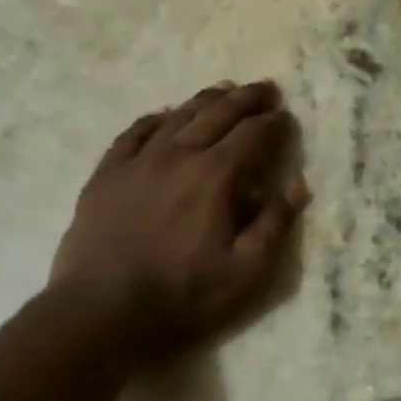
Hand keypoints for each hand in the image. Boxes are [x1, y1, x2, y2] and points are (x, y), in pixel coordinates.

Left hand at [49, 81, 310, 356]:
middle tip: (266, 88)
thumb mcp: (246, 271)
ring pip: (177, 117)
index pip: (252, 137)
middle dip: (246, 99)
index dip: (274, 124)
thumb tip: (299, 185)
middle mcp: (178, 156)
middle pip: (216, 115)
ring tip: (225, 90)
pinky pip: (134, 133)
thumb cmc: (184, 295)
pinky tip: (166, 114)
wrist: (101, 311)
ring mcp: (137, 162)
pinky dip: (156, 118)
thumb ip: (274, 224)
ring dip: (206, 100)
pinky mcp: (107, 175)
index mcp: (215, 177)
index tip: (288, 117)